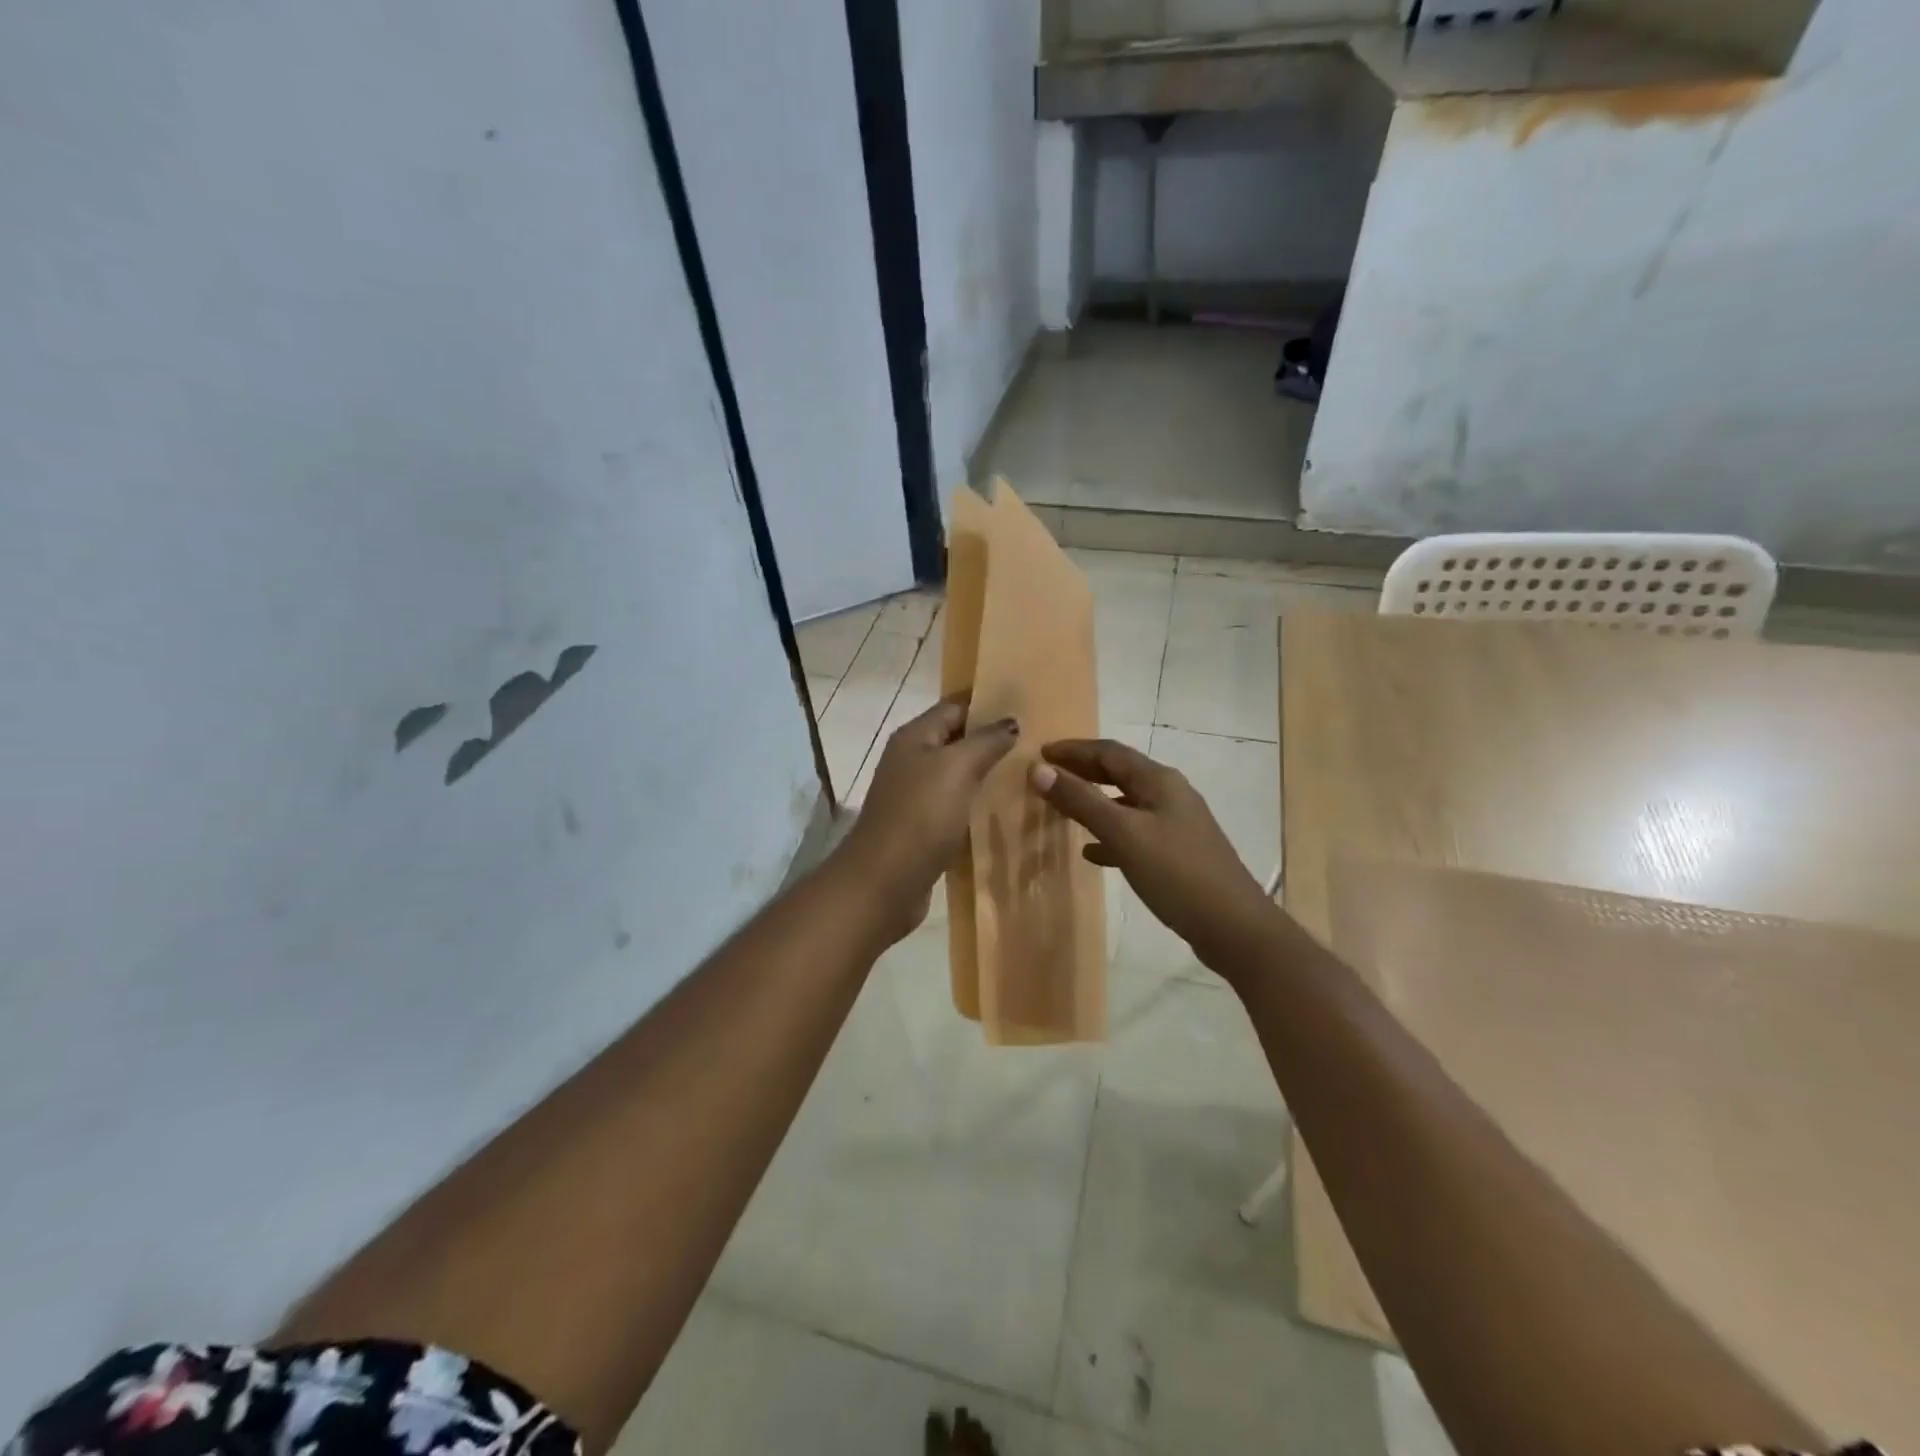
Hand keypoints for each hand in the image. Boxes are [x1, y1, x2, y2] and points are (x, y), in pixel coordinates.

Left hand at [837, 701, 1018, 939]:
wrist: (884, 882)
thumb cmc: (920, 816)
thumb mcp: (957, 768)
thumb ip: (986, 741)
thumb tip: (1011, 722)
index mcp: (914, 737)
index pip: (955, 706)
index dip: (989, 702)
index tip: (1029, 705)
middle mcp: (911, 760)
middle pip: (957, 739)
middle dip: (993, 738)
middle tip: (1038, 741)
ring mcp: (915, 795)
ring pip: (958, 774)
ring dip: (988, 773)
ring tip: (1031, 772)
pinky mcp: (923, 827)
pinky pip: (956, 805)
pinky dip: (978, 803)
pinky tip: (1007, 809)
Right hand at [1030, 738, 1277, 968]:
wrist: (1233, 927)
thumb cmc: (1177, 873)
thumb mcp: (1124, 833)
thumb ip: (1081, 800)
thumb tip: (1038, 770)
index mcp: (1159, 781)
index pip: (1109, 752)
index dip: (1073, 750)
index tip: (1040, 753)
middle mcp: (1169, 795)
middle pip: (1119, 773)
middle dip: (1083, 771)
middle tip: (1047, 775)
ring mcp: (1176, 825)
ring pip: (1125, 804)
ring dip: (1094, 802)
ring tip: (1062, 809)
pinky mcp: (1177, 854)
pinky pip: (1135, 834)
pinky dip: (1109, 835)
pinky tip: (1091, 853)